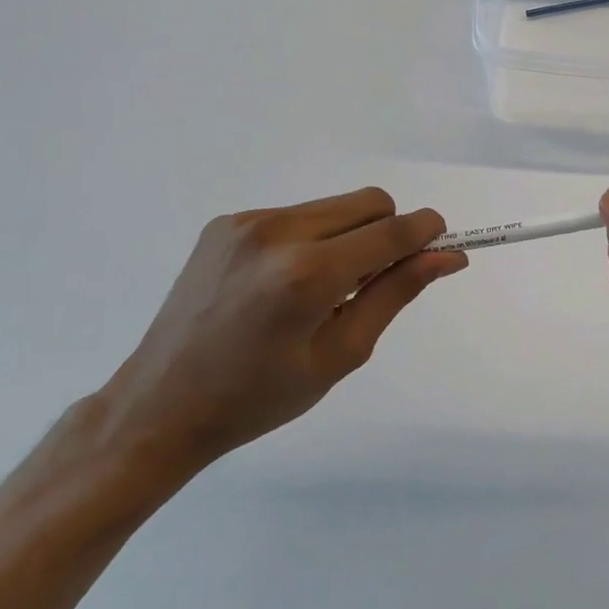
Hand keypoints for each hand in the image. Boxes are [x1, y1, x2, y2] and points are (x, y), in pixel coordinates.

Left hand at [94, 189, 464, 484]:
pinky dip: (313, 239)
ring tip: (322, 290)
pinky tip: (286, 283)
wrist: (160, 405)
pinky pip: (297, 215)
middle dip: (389, 233)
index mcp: (308, 274)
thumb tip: (448, 257)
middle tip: (373, 284)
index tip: (443, 246)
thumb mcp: (341, 353)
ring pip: (335, 206)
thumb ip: (397, 293)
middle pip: (370, 203)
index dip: (428, 232)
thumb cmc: (260, 396)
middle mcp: (277, 232)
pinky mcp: (226, 223)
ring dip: (350, 236)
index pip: (392, 230)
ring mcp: (246, 222)